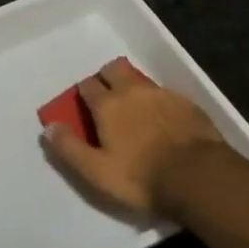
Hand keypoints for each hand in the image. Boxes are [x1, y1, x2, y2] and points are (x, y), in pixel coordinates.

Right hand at [42, 60, 236, 219]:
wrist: (200, 178)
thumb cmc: (142, 177)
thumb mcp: (97, 171)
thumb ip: (69, 148)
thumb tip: (48, 126)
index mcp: (106, 104)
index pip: (87, 85)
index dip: (84, 94)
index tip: (85, 107)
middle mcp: (131, 91)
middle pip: (113, 70)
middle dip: (107, 78)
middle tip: (109, 100)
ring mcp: (162, 94)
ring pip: (140, 80)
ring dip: (134, 88)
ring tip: (138, 110)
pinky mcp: (187, 104)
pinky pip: (166, 94)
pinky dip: (161, 102)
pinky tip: (166, 120)